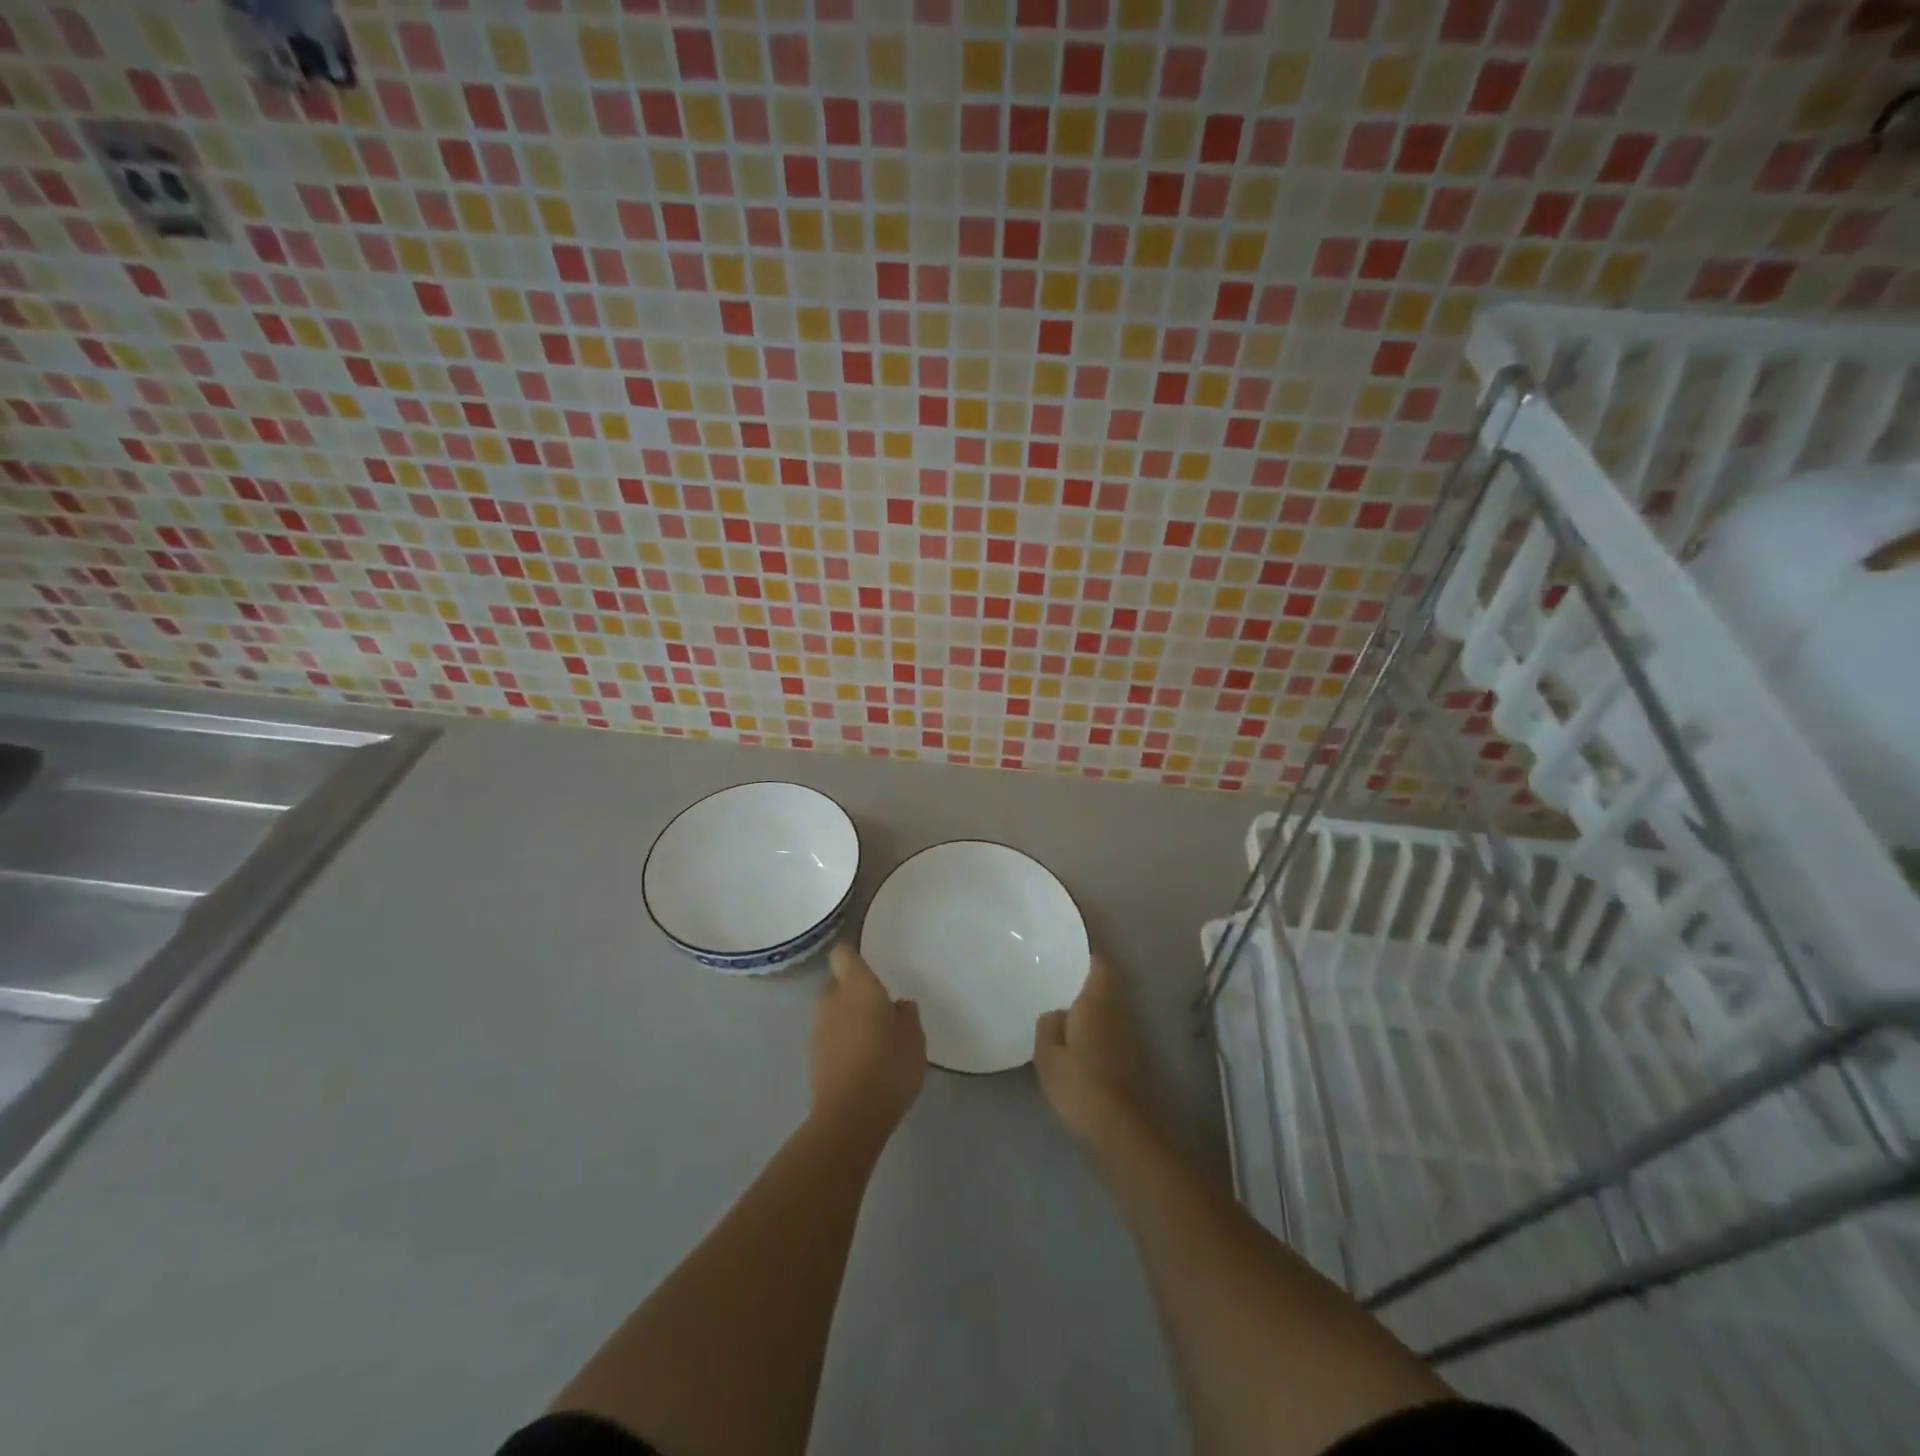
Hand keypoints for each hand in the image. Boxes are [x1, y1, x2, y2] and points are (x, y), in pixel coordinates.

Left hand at [809, 944, 925, 1140]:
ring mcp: (818, 1030)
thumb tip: (898, 1006)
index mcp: (857, 987)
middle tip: (878, 1007)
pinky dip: (842, 1043)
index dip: (853, 955)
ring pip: (832, 1012)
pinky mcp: (813, 1059)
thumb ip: (906, 1015)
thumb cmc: (889, 1065)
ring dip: (847, 1018)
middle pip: (837, 984)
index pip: (843, 955)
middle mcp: (832, 1001)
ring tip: (871, 1038)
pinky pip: (829, 1038)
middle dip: (853, 991)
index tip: (867, 962)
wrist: (850, 1116)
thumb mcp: (914, 1038)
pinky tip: (861, 1062)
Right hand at [1033, 954, 1150, 1145]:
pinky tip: (1079, 1046)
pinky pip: (1112, 1034)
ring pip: (1110, 1011)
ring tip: (1065, 1013)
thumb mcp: (1047, 1056)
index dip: (1089, 957)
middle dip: (1087, 984)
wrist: (1124, 1131)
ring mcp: (1131, 1037)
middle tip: (1059, 983)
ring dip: (1093, 1010)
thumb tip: (1058, 1014)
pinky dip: (1098, 1033)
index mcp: (1097, 1002)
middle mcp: (1119, 1012)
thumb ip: (1048, 1026)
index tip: (1070, 954)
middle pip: (1106, 988)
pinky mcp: (1134, 1062)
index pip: (1100, 965)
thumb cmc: (1081, 1085)